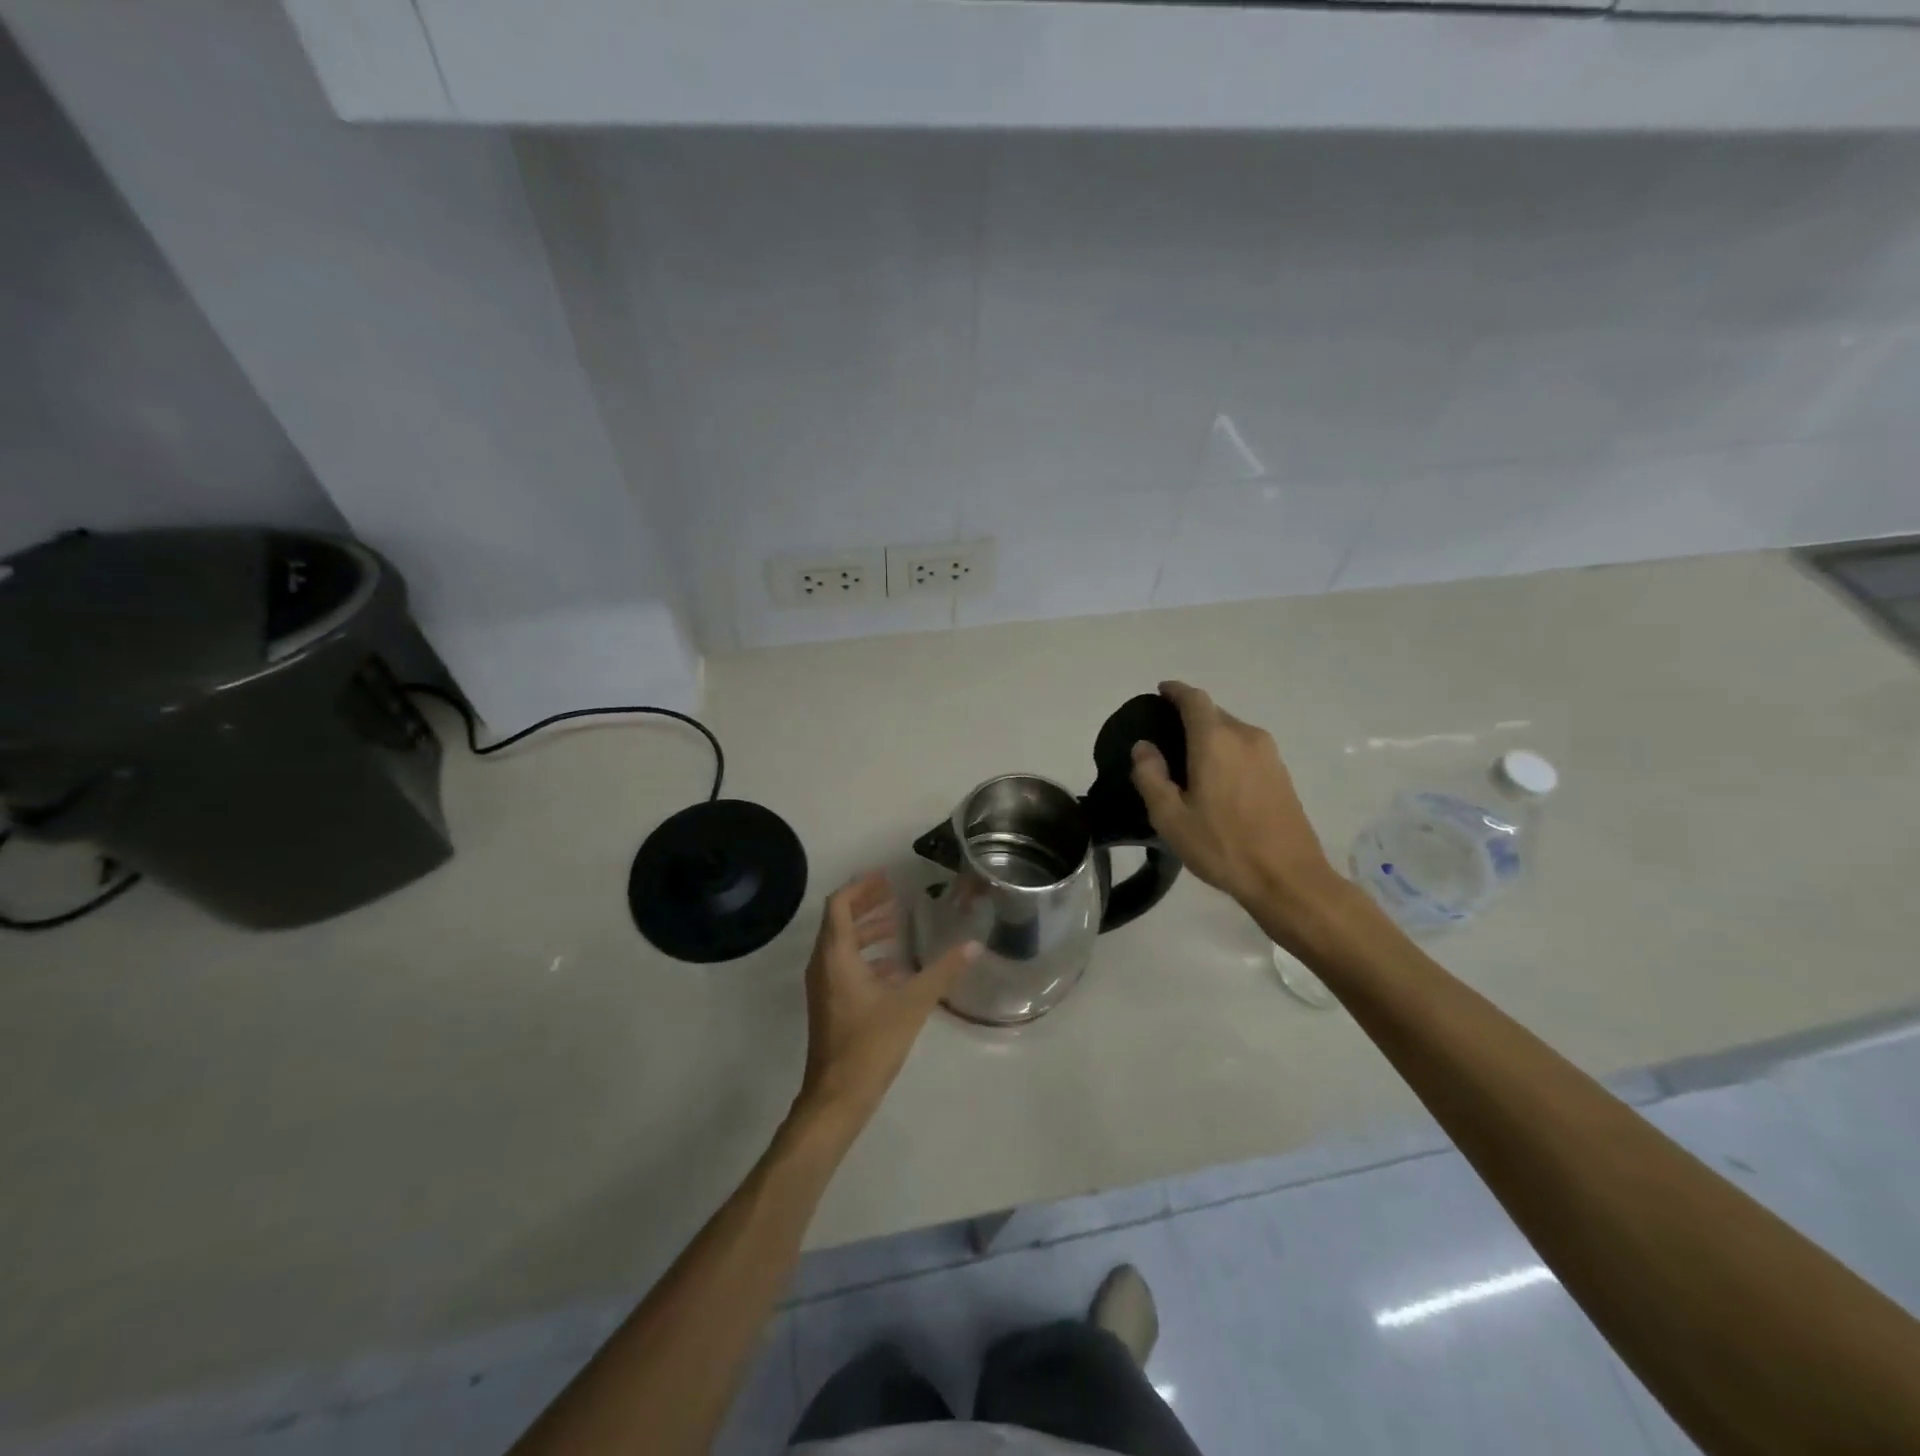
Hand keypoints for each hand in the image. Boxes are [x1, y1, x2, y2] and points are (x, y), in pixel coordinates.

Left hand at [795, 872, 979, 1129]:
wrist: (836, 1098)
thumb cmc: (869, 1044)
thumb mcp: (911, 1004)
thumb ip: (942, 972)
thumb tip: (973, 945)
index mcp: (836, 956)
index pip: (839, 905)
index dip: (860, 887)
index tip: (885, 877)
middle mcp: (823, 965)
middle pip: (840, 921)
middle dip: (866, 904)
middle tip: (894, 893)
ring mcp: (824, 987)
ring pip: (842, 945)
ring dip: (868, 930)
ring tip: (898, 923)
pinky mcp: (830, 1005)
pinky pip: (846, 967)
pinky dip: (868, 956)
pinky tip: (896, 966)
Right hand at [1130, 680, 1338, 914]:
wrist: (1289, 878)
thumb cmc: (1223, 846)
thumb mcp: (1171, 817)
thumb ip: (1151, 776)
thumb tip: (1143, 747)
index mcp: (1216, 740)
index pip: (1194, 699)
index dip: (1175, 691)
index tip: (1160, 691)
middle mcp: (1246, 737)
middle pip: (1214, 713)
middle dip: (1190, 716)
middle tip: (1166, 737)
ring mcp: (1269, 755)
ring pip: (1232, 731)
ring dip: (1210, 736)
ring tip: (1188, 761)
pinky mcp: (1282, 774)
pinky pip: (1246, 749)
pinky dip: (1227, 752)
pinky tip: (1216, 779)